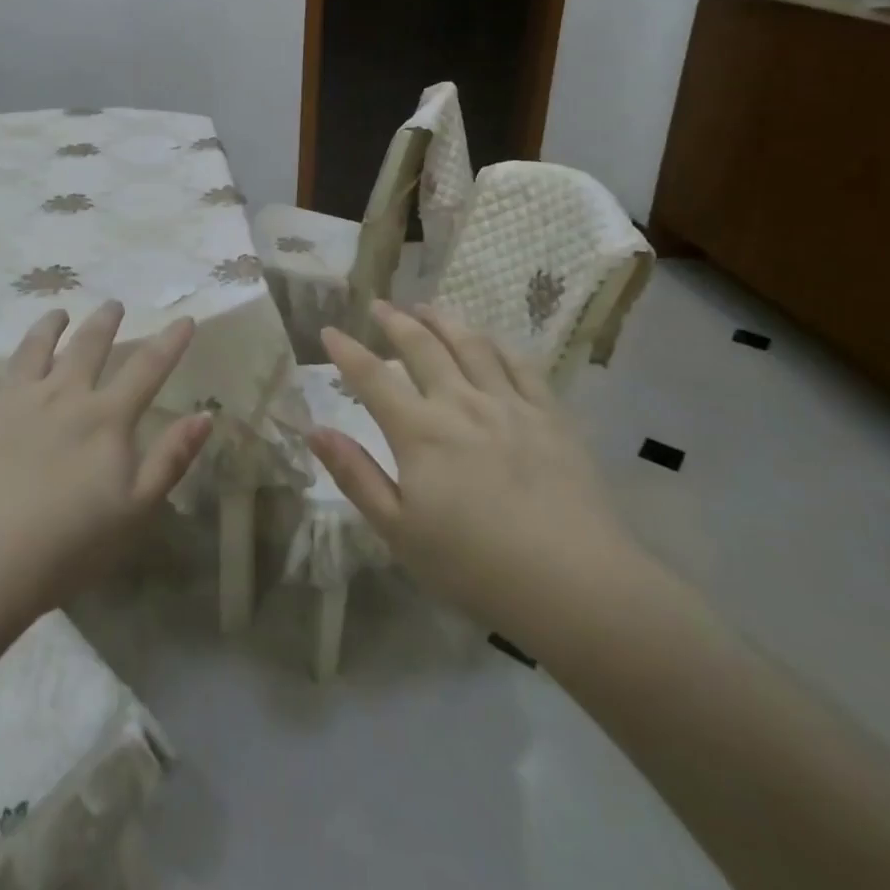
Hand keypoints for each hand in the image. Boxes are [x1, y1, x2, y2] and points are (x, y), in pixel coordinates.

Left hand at [0, 301, 210, 622]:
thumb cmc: (66, 547)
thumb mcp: (135, 510)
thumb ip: (171, 459)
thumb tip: (205, 414)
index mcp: (104, 418)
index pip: (147, 369)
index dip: (170, 342)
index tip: (184, 318)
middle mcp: (60, 396)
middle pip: (87, 347)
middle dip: (104, 322)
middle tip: (113, 304)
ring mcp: (9, 403)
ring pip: (32, 351)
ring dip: (46, 328)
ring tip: (56, 312)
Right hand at [312, 301, 641, 645]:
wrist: (574, 584)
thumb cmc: (475, 566)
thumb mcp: (399, 531)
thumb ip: (356, 476)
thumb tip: (315, 431)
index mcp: (420, 432)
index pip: (372, 377)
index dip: (347, 351)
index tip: (329, 330)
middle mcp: (460, 403)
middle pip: (422, 347)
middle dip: (395, 321)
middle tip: (379, 305)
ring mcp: (509, 404)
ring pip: (471, 344)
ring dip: (443, 320)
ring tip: (426, 307)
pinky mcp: (550, 415)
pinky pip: (520, 364)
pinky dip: (497, 343)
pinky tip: (488, 338)